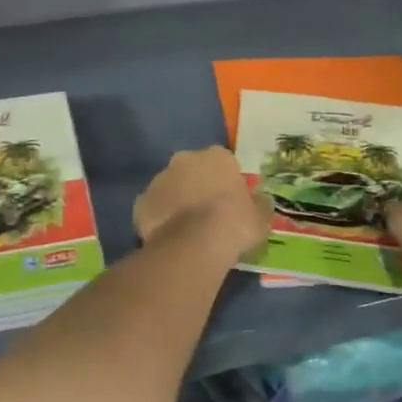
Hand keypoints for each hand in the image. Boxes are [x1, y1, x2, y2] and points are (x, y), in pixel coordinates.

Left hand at [134, 147, 271, 261]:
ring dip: (177, 201)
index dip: (226, 182)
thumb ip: (259, 204)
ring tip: (187, 230)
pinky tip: (169, 237)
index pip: (223, 163)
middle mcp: (184, 159)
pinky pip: (153, 208)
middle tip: (207, 214)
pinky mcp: (141, 202)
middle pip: (192, 170)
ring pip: (170, 188)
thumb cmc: (234, 224)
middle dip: (198, 186)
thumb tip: (259, 200)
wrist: (194, 245)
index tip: (230, 202)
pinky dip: (159, 219)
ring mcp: (159, 179)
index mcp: (216, 156)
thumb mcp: (261, 217)